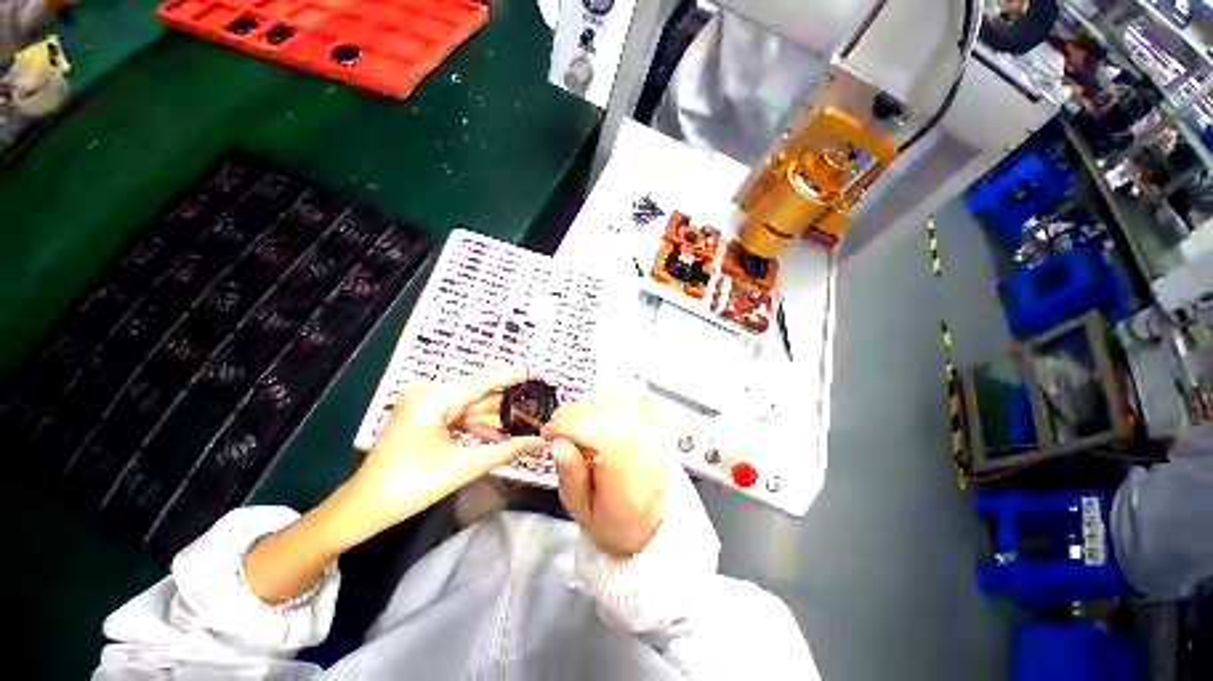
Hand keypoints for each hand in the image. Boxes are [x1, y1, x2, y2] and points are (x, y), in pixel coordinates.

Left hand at [350, 369, 543, 538]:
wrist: (365, 508)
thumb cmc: (410, 487)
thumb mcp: (464, 467)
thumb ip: (507, 451)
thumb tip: (539, 442)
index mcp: (432, 401)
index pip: (482, 381)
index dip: (512, 377)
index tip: (536, 373)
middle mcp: (426, 394)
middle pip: (477, 395)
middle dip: (504, 408)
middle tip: (534, 413)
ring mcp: (422, 403)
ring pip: (469, 406)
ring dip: (492, 420)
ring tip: (520, 430)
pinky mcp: (422, 414)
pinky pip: (457, 414)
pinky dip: (475, 426)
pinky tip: (496, 437)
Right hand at [541, 388, 668, 557]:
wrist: (651, 524)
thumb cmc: (615, 522)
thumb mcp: (582, 511)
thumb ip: (570, 476)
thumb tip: (559, 444)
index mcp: (629, 478)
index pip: (599, 432)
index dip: (567, 425)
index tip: (549, 433)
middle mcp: (649, 450)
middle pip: (609, 410)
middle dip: (575, 413)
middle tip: (561, 427)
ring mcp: (659, 434)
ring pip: (624, 398)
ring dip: (594, 404)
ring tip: (582, 422)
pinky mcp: (662, 425)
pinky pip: (642, 396)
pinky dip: (619, 395)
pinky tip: (605, 409)